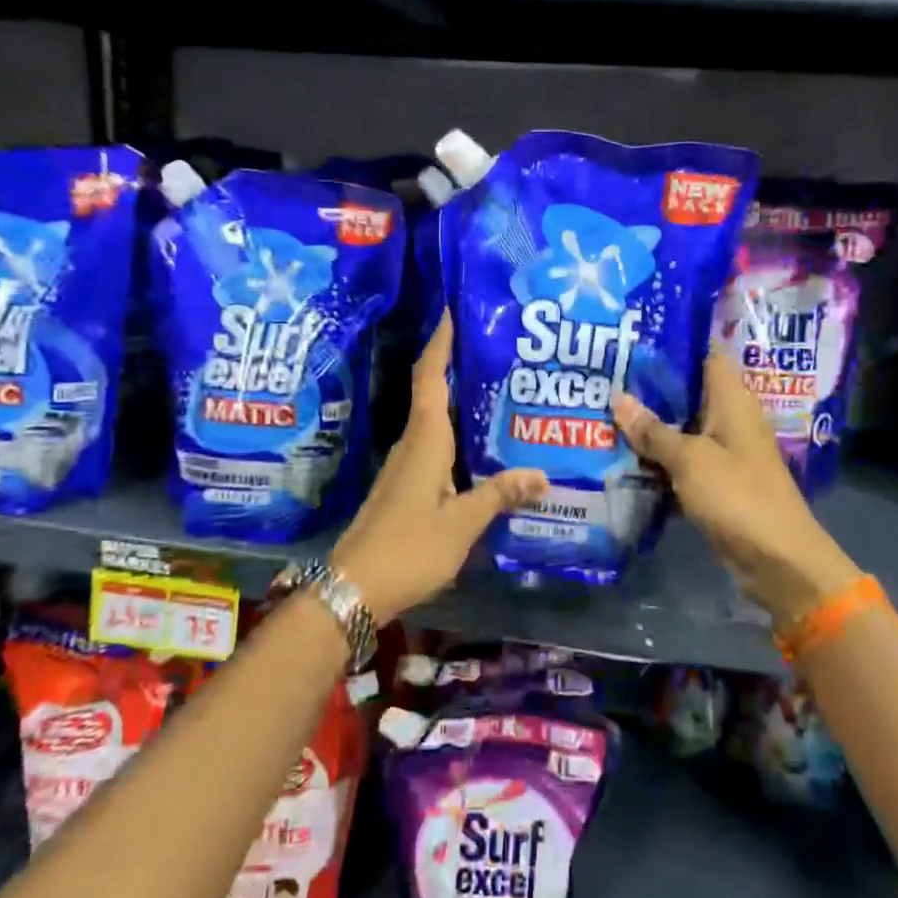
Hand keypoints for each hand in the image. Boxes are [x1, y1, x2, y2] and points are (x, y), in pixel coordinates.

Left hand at [330, 314, 545, 625]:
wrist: (355, 587)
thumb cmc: (410, 548)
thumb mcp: (462, 523)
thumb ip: (500, 495)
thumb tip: (541, 474)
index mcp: (425, 440)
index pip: (430, 377)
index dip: (440, 343)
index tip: (451, 310)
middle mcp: (412, 443)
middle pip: (431, 390)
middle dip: (454, 362)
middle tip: (493, 346)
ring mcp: (405, 465)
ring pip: (433, 418)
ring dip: (456, 397)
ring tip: (496, 387)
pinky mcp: (405, 485)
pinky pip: (433, 443)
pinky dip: (454, 430)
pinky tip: (478, 443)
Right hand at [613, 352, 857, 625]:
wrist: (777, 560)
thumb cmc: (737, 496)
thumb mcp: (689, 459)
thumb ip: (653, 429)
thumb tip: (618, 398)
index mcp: (732, 399)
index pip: (703, 353)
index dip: (671, 342)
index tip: (631, 336)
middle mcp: (729, 418)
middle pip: (687, 391)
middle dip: (648, 386)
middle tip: (604, 374)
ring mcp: (724, 451)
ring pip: (681, 426)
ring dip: (649, 424)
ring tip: (603, 409)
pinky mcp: (717, 481)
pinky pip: (681, 458)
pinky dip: (657, 457)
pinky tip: (622, 454)